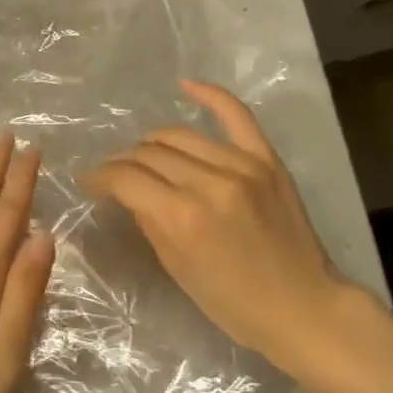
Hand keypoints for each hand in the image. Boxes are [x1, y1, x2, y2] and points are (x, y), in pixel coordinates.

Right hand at [87, 80, 349, 376]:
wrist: (304, 307)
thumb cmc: (234, 303)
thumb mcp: (177, 269)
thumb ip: (149, 221)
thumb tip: (127, 191)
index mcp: (183, 217)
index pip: (127, 178)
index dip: (100, 177)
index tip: (89, 182)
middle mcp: (209, 182)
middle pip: (150, 153)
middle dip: (124, 163)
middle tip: (117, 176)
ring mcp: (242, 165)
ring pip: (179, 135)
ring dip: (153, 143)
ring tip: (145, 155)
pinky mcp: (266, 159)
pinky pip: (236, 114)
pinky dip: (209, 95)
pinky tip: (185, 85)